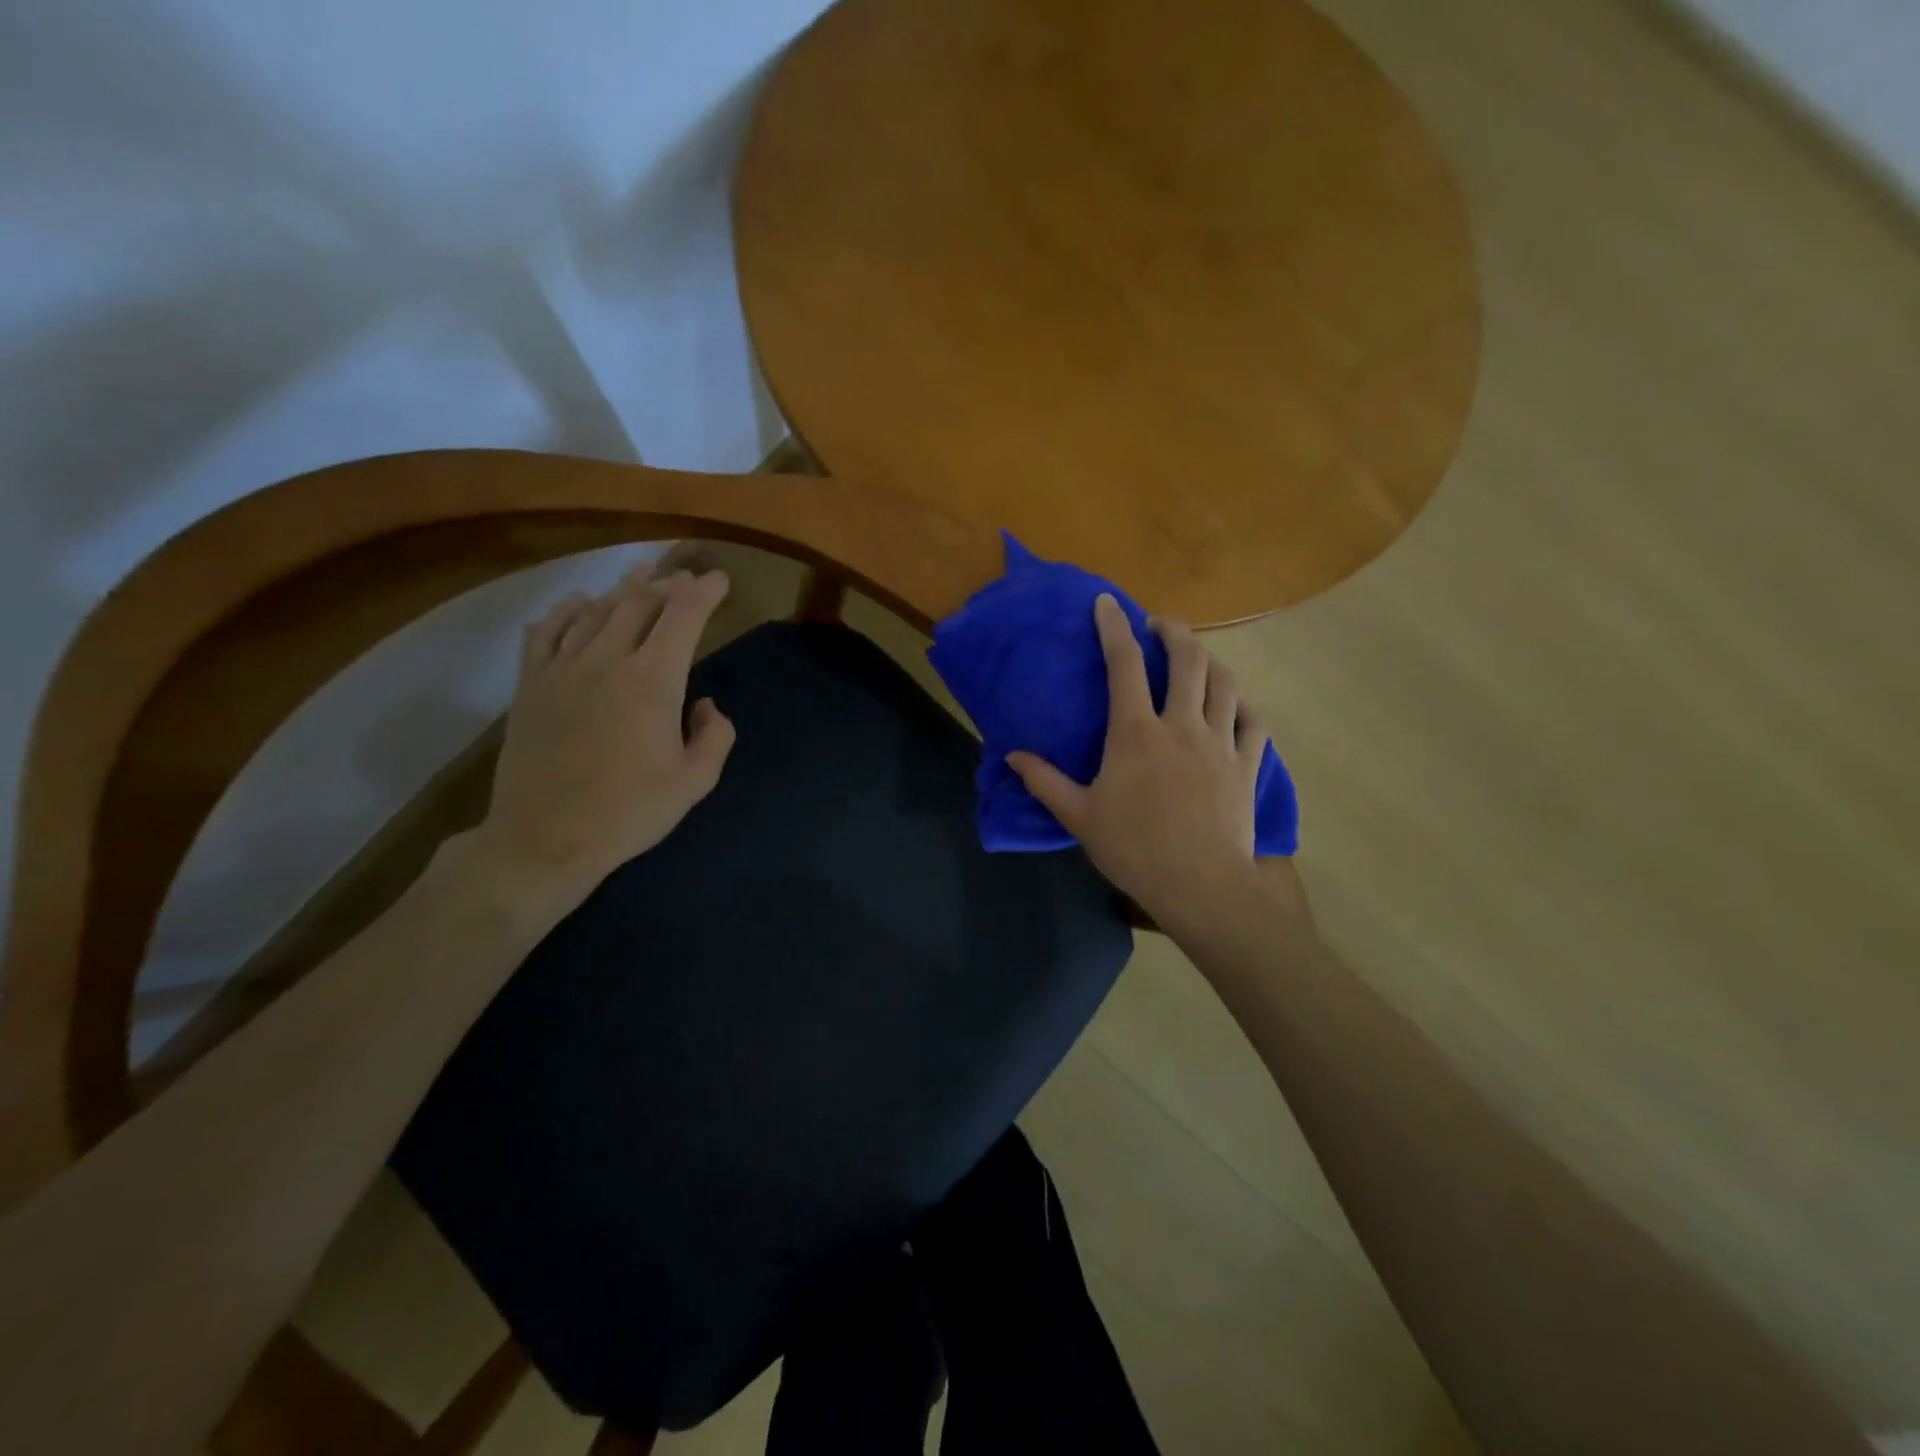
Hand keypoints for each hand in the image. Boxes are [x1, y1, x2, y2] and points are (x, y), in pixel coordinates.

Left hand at [466, 560, 735, 920]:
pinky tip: (577, 604)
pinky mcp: (530, 685)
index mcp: (653, 681)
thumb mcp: (695, 782)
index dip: (705, 593)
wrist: (545, 838)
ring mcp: (562, 669)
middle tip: (684, 576)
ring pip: (595, 611)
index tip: (719, 579)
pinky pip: (546, 632)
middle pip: (639, 604)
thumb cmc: (629, 812)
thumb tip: (705, 704)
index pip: (683, 617)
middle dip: (667, 584)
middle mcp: (607, 660)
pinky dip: (565, 611)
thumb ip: (714, 736)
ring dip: (622, 589)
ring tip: (640, 575)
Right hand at [1008, 594, 1298, 934]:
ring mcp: (1220, 742)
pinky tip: (1232, 705)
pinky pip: (1251, 720)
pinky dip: (1241, 704)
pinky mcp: (1247, 764)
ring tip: (1195, 659)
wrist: (1200, 885)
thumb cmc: (1134, 849)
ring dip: (1208, 660)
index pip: (1125, 664)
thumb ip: (1044, 781)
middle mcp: (1181, 725)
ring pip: (1223, 682)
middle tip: (1159, 625)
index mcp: (1136, 733)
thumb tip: (1012, 755)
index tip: (1107, 603)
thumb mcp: (1079, 816)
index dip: (1113, 627)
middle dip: (1173, 630)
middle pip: (1187, 659)